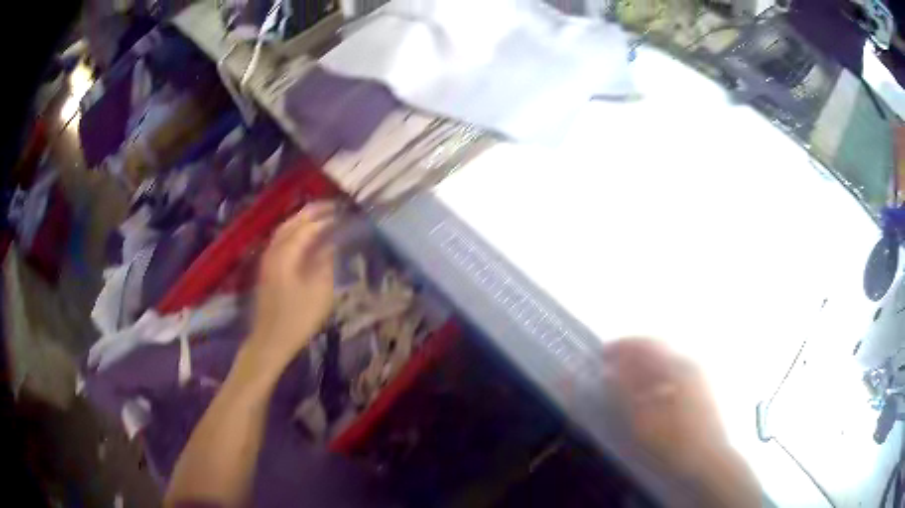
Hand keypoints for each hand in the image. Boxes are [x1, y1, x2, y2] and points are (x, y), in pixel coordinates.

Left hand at [246, 202, 336, 371]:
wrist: (270, 339)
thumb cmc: (298, 318)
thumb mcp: (320, 292)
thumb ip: (325, 263)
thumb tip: (330, 244)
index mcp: (287, 254)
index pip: (308, 227)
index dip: (326, 218)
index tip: (343, 213)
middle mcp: (274, 250)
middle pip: (292, 222)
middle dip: (312, 212)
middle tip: (332, 206)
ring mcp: (267, 258)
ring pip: (284, 229)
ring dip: (301, 219)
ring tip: (320, 216)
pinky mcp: (266, 267)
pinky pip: (280, 239)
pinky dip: (294, 231)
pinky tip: (304, 237)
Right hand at [603, 339, 760, 507]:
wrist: (708, 461)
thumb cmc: (673, 441)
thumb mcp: (642, 419)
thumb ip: (624, 392)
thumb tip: (609, 371)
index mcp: (675, 367)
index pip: (644, 345)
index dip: (621, 347)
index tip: (601, 354)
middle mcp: (689, 365)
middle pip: (657, 349)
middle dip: (633, 353)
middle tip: (611, 364)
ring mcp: (698, 377)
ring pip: (666, 361)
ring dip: (644, 364)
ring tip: (626, 378)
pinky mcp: (701, 391)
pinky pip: (674, 373)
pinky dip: (656, 375)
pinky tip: (649, 392)